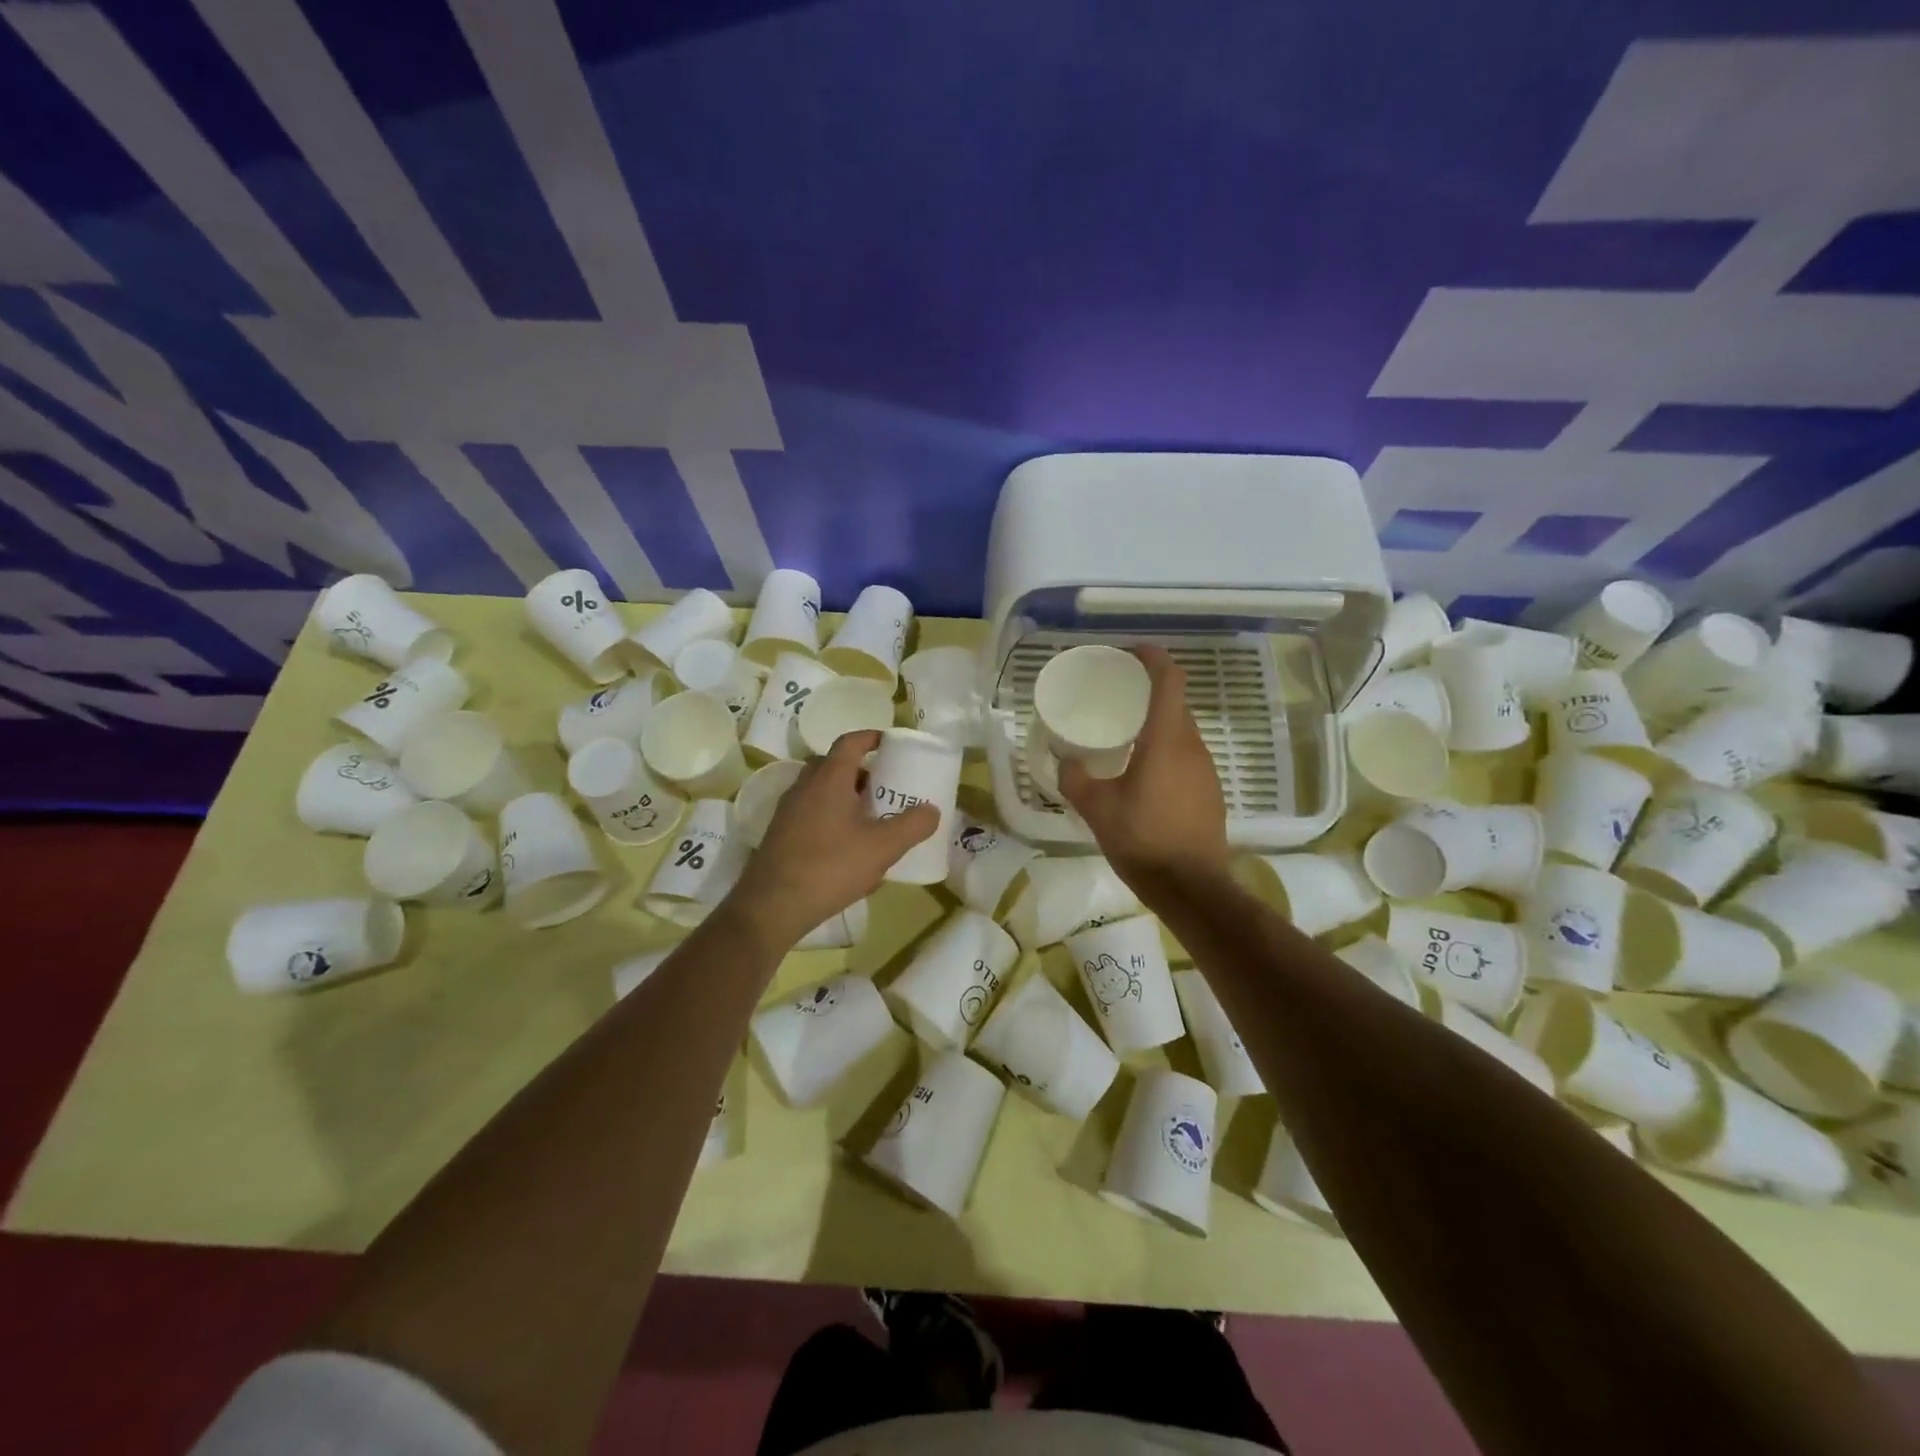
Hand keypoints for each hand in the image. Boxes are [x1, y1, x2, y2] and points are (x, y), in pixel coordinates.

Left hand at [725, 730, 939, 945]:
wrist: (772, 906)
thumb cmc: (830, 866)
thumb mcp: (883, 847)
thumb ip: (912, 826)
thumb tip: (932, 810)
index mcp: (829, 778)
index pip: (850, 742)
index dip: (872, 737)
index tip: (891, 744)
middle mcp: (805, 786)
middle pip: (835, 765)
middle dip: (863, 771)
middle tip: (887, 786)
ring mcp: (789, 811)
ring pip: (823, 791)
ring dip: (848, 797)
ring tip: (873, 819)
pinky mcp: (781, 835)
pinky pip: (813, 814)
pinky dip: (834, 819)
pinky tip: (850, 850)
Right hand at [1059, 646, 1228, 890]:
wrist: (1191, 887)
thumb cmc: (1142, 840)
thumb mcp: (1096, 808)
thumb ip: (1075, 779)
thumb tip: (1066, 762)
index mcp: (1166, 740)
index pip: (1169, 680)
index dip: (1153, 658)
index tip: (1131, 653)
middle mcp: (1193, 747)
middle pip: (1175, 704)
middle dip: (1149, 693)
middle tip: (1116, 697)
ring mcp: (1206, 770)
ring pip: (1182, 732)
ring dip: (1158, 725)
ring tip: (1126, 736)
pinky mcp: (1210, 792)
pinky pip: (1187, 757)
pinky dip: (1167, 751)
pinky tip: (1144, 775)